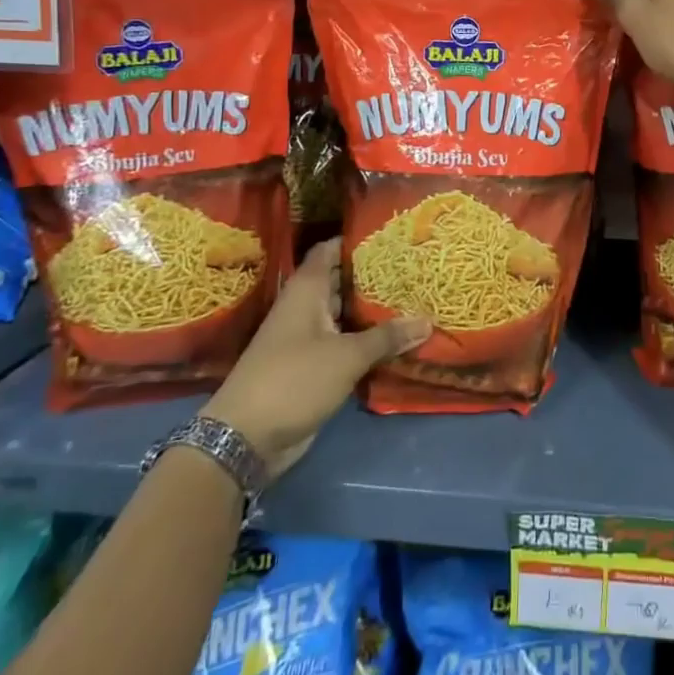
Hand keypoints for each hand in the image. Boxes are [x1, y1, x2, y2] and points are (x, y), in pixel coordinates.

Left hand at [202, 238, 430, 478]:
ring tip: (414, 298)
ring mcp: (307, 339)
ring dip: (373, 311)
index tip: (389, 236)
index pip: (329, 250)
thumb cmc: (294, 380)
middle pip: (341, 281)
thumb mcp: (347, 356)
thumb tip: (428, 320)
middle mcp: (305, 308)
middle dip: (373, 275)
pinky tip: (397, 339)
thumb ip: (387, 337)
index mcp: (306, 291)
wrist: (246, 438)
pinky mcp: (312, 367)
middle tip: (412, 268)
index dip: (355, 240)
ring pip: (345, 315)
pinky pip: (344, 344)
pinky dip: (367, 341)